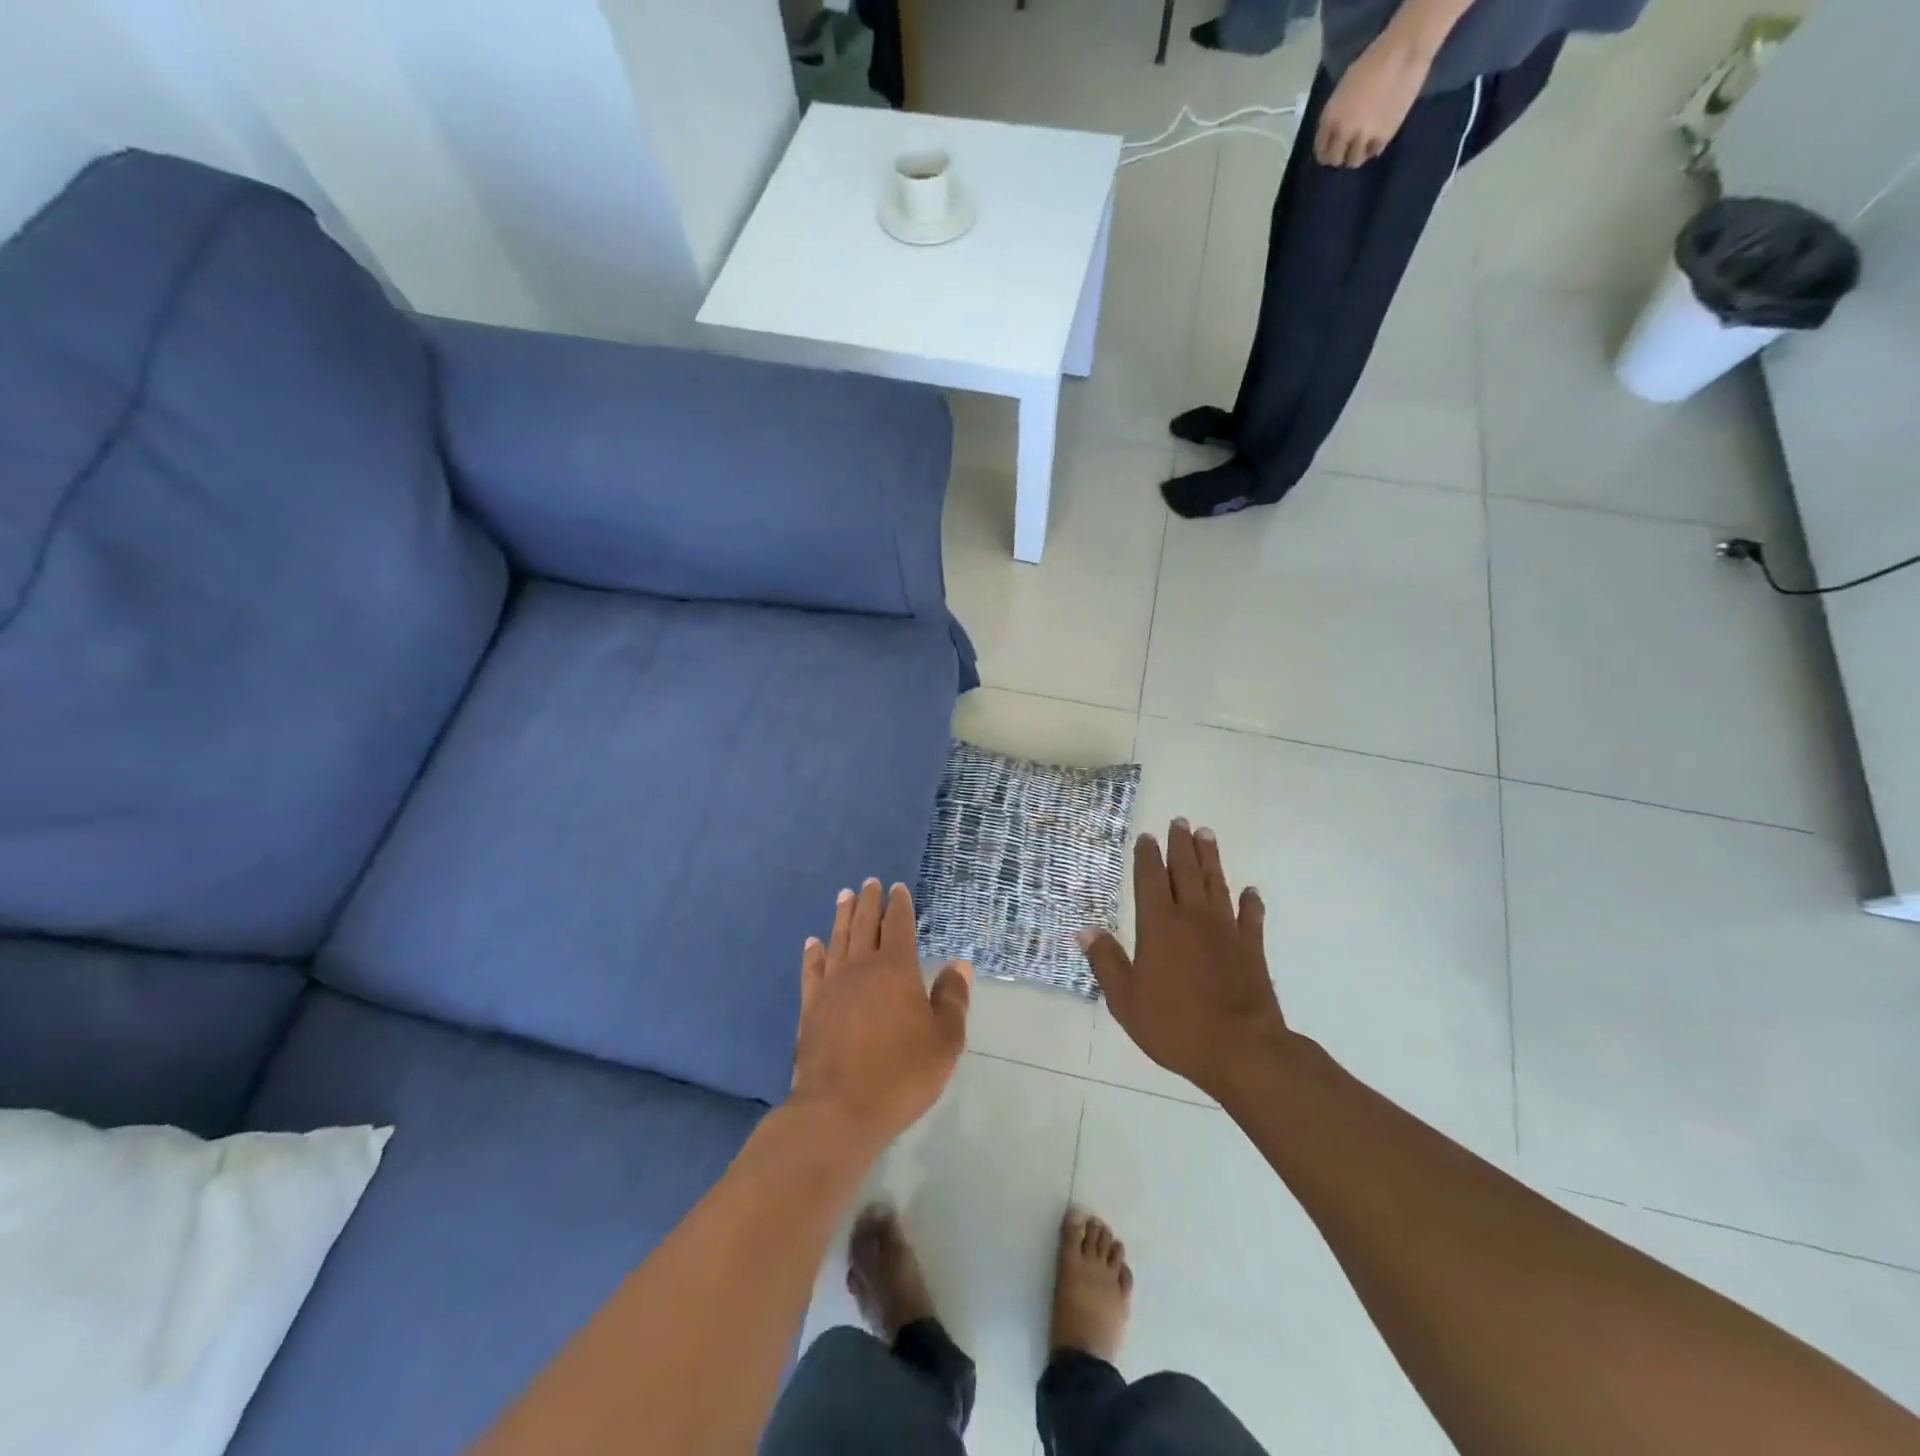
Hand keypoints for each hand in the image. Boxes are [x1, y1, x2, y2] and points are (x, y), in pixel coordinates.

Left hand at [789, 879, 970, 1153]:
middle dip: (868, 902)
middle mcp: (861, 968)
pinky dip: (813, 954)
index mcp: (896, 969)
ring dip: (841, 916)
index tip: (897, 888)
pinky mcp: (810, 1008)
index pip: (898, 926)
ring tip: (843, 896)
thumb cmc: (901, 1074)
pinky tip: (812, 943)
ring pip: (837, 940)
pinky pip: (812, 971)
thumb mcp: (944, 1041)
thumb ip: (952, 999)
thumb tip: (960, 964)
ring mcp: (831, 987)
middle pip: (863, 925)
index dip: (899, 905)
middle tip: (868, 882)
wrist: (840, 1110)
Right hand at [1079, 820, 1288, 1100]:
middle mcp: (1193, 917)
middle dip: (1180, 845)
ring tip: (1206, 836)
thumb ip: (1106, 961)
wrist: (1241, 1049)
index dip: (1147, 857)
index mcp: (1159, 925)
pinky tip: (1250, 891)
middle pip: (1186, 872)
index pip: (1150, 880)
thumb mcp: (1126, 999)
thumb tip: (1086, 929)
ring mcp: (1226, 931)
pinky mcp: (1252, 949)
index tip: (1146, 837)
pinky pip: (1251, 917)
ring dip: (1211, 859)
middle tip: (1180, 822)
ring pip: (1216, 884)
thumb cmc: (1175, 1025)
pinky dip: (1250, 902)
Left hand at [1315, 34, 1432, 166]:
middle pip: (1335, 160)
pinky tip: (1376, 138)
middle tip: (1346, 150)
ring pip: (1354, 161)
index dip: (1325, 153)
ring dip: (1356, 155)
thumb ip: (1337, 113)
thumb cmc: (1372, 61)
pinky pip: (1374, 152)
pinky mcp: (1384, 135)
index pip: (1321, 151)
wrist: (1405, 50)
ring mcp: (1364, 136)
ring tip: (1362, 145)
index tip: (1331, 151)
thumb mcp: (1343, 89)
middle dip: (1339, 156)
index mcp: (1330, 118)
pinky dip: (1373, 148)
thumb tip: (1335, 131)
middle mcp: (1344, 131)